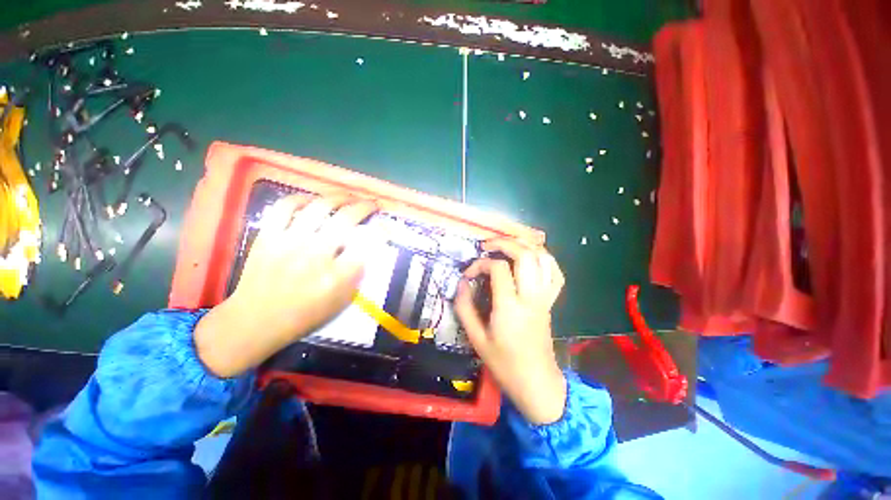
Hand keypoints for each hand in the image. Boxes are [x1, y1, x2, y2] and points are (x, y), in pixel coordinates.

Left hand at [195, 195, 376, 377]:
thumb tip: (367, 246)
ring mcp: (289, 242)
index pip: (368, 244)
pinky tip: (312, 200)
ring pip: (319, 206)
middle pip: (347, 218)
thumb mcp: (341, 300)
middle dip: (364, 206)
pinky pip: (284, 206)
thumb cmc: (305, 315)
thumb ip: (357, 273)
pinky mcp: (268, 236)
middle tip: (371, 204)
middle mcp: (316, 255)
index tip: (386, 224)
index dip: (382, 229)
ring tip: (348, 196)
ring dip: (339, 197)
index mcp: (337, 277)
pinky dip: (301, 198)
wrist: (256, 321)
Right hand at [454, 238, 566, 424]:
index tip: (469, 274)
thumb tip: (461, 283)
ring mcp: (545, 298)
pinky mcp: (552, 301)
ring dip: (525, 246)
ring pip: (543, 259)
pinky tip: (530, 258)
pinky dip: (544, 258)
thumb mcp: (476, 338)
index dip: (481, 264)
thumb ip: (465, 308)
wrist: (536, 382)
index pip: (498, 268)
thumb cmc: (504, 363)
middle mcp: (531, 297)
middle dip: (505, 243)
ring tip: (507, 246)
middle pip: (525, 255)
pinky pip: (555, 273)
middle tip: (488, 245)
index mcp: (510, 307)